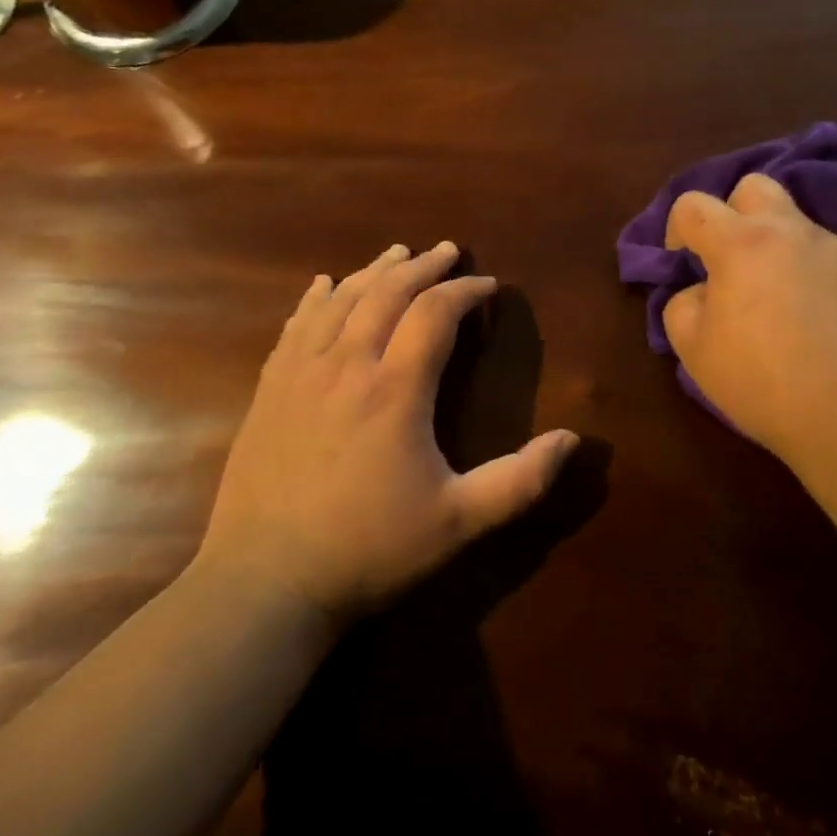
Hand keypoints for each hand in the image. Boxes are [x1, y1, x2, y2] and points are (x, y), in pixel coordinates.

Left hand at [197, 242, 578, 622]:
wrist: (263, 585)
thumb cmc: (369, 550)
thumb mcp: (459, 522)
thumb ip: (521, 481)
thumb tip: (572, 439)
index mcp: (395, 388)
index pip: (436, 312)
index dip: (465, 291)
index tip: (488, 285)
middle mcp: (347, 364)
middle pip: (388, 292)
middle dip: (423, 267)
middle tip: (448, 250)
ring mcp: (301, 373)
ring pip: (342, 300)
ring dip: (374, 271)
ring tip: (398, 253)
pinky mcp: (268, 389)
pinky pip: (296, 325)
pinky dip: (316, 298)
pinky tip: (323, 284)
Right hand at [663, 175, 836, 466]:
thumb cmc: (765, 382)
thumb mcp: (694, 351)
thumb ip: (682, 306)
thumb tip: (699, 291)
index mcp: (740, 243)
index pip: (693, 204)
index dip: (677, 230)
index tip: (684, 266)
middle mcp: (791, 231)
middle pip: (753, 187)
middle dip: (733, 213)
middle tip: (731, 263)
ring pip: (797, 225)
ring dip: (777, 248)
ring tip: (780, 303)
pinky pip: (830, 259)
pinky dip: (813, 276)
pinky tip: (819, 323)